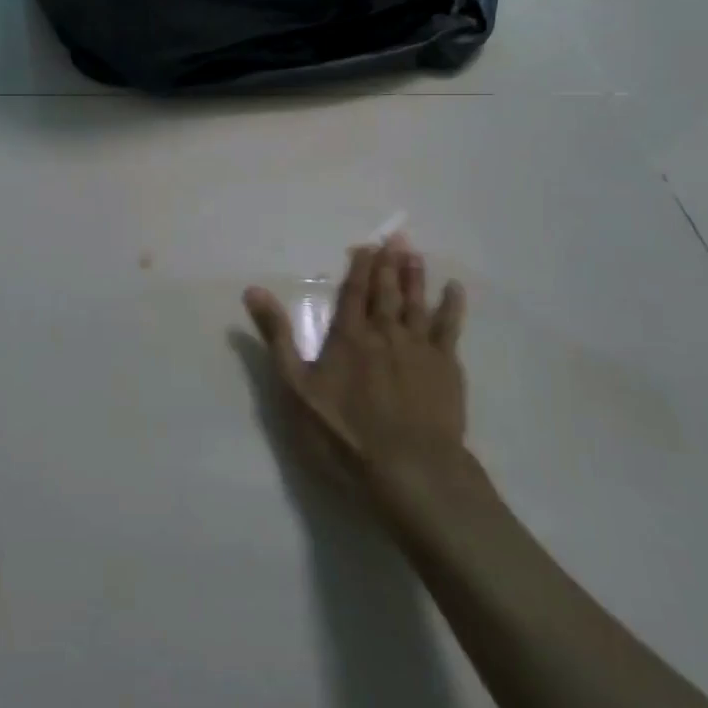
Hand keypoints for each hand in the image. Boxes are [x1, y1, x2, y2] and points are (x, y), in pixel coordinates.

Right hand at [245, 235, 468, 525]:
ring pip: (416, 303)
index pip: (354, 293)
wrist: (410, 470)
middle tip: (397, 237)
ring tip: (416, 254)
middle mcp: (385, 333)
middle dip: (390, 263)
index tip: (367, 245)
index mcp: (349, 336)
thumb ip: (276, 337)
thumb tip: (253, 290)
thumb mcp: (296, 388)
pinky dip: (452, 307)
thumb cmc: (344, 433)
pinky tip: (454, 290)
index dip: (360, 267)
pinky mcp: (446, 368)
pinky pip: (450, 328)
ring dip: (416, 277)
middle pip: (387, 291)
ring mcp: (419, 349)